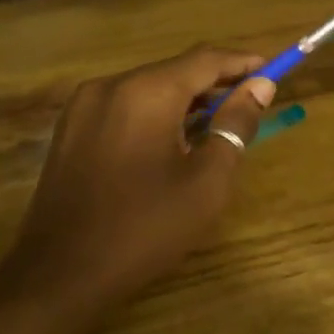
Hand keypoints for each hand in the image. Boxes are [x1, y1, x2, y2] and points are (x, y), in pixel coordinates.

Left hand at [8, 46, 275, 312]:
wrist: (61, 274)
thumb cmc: (146, 227)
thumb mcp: (207, 180)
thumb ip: (235, 125)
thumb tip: (260, 87)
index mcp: (146, 91)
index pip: (205, 59)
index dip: (243, 63)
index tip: (273, 72)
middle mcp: (111, 86)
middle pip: (175, 70)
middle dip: (216, 83)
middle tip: (250, 104)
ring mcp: (83, 107)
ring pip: (148, 88)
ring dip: (186, 100)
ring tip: (217, 125)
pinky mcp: (70, 131)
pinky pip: (124, 107)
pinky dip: (156, 114)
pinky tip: (172, 142)